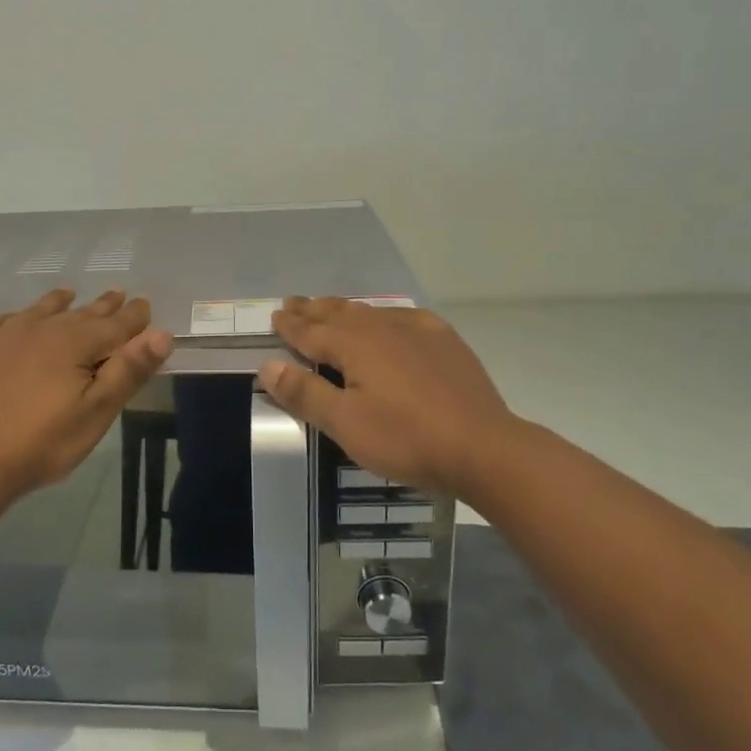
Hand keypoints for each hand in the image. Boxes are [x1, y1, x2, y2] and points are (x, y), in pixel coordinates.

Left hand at [0, 289, 172, 500]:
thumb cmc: (40, 443)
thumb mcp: (95, 413)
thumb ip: (128, 370)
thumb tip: (162, 333)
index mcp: (74, 343)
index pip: (115, 324)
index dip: (134, 316)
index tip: (144, 304)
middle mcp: (40, 328)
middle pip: (80, 313)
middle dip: (102, 306)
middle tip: (118, 294)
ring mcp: (3, 334)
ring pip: (40, 310)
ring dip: (59, 303)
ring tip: (69, 295)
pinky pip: (3, 321)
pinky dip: (19, 317)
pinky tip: (17, 320)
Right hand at [256, 296, 517, 498]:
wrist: (483, 447)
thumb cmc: (406, 438)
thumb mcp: (346, 424)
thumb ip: (305, 393)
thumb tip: (268, 365)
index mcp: (354, 345)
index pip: (311, 331)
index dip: (291, 325)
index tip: (275, 316)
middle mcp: (382, 328)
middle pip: (339, 314)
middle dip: (314, 310)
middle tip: (294, 303)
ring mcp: (418, 331)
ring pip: (371, 312)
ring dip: (345, 309)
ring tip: (331, 306)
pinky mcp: (445, 342)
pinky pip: (405, 317)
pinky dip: (385, 315)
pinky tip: (390, 320)